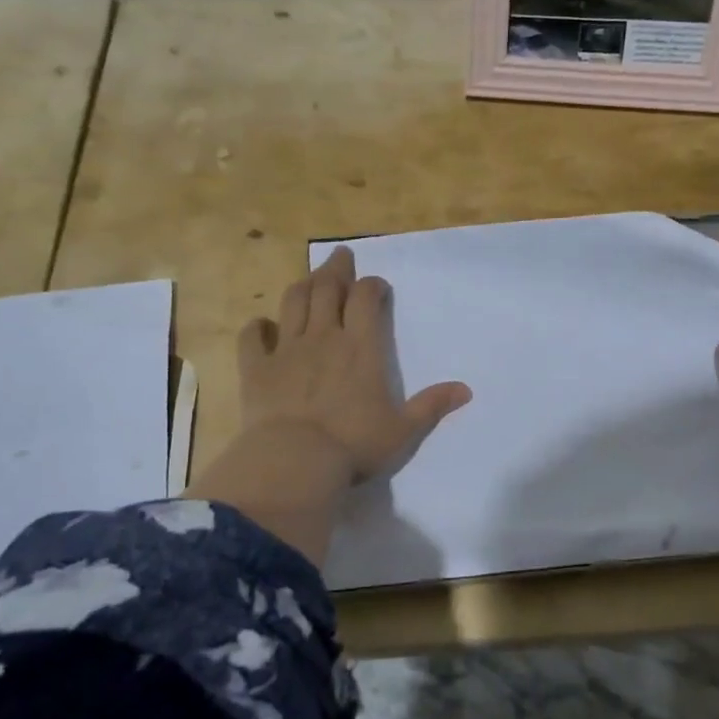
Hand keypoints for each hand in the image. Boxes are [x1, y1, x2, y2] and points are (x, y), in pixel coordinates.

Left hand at [189, 247, 471, 561]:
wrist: (294, 462)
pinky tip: (263, 325)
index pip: (367, 298)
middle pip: (328, 288)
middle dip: (336, 269)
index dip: (372, 285)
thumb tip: (466, 390)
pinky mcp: (256, 368)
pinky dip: (258, 326)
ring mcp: (286, 350)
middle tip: (340, 256)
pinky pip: (253, 336)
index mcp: (361, 347)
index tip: (377, 285)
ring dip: (303, 286)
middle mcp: (324, 337)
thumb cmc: (354, 445)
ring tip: (309, 279)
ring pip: (293, 303)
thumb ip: (432, 406)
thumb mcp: (403, 430)